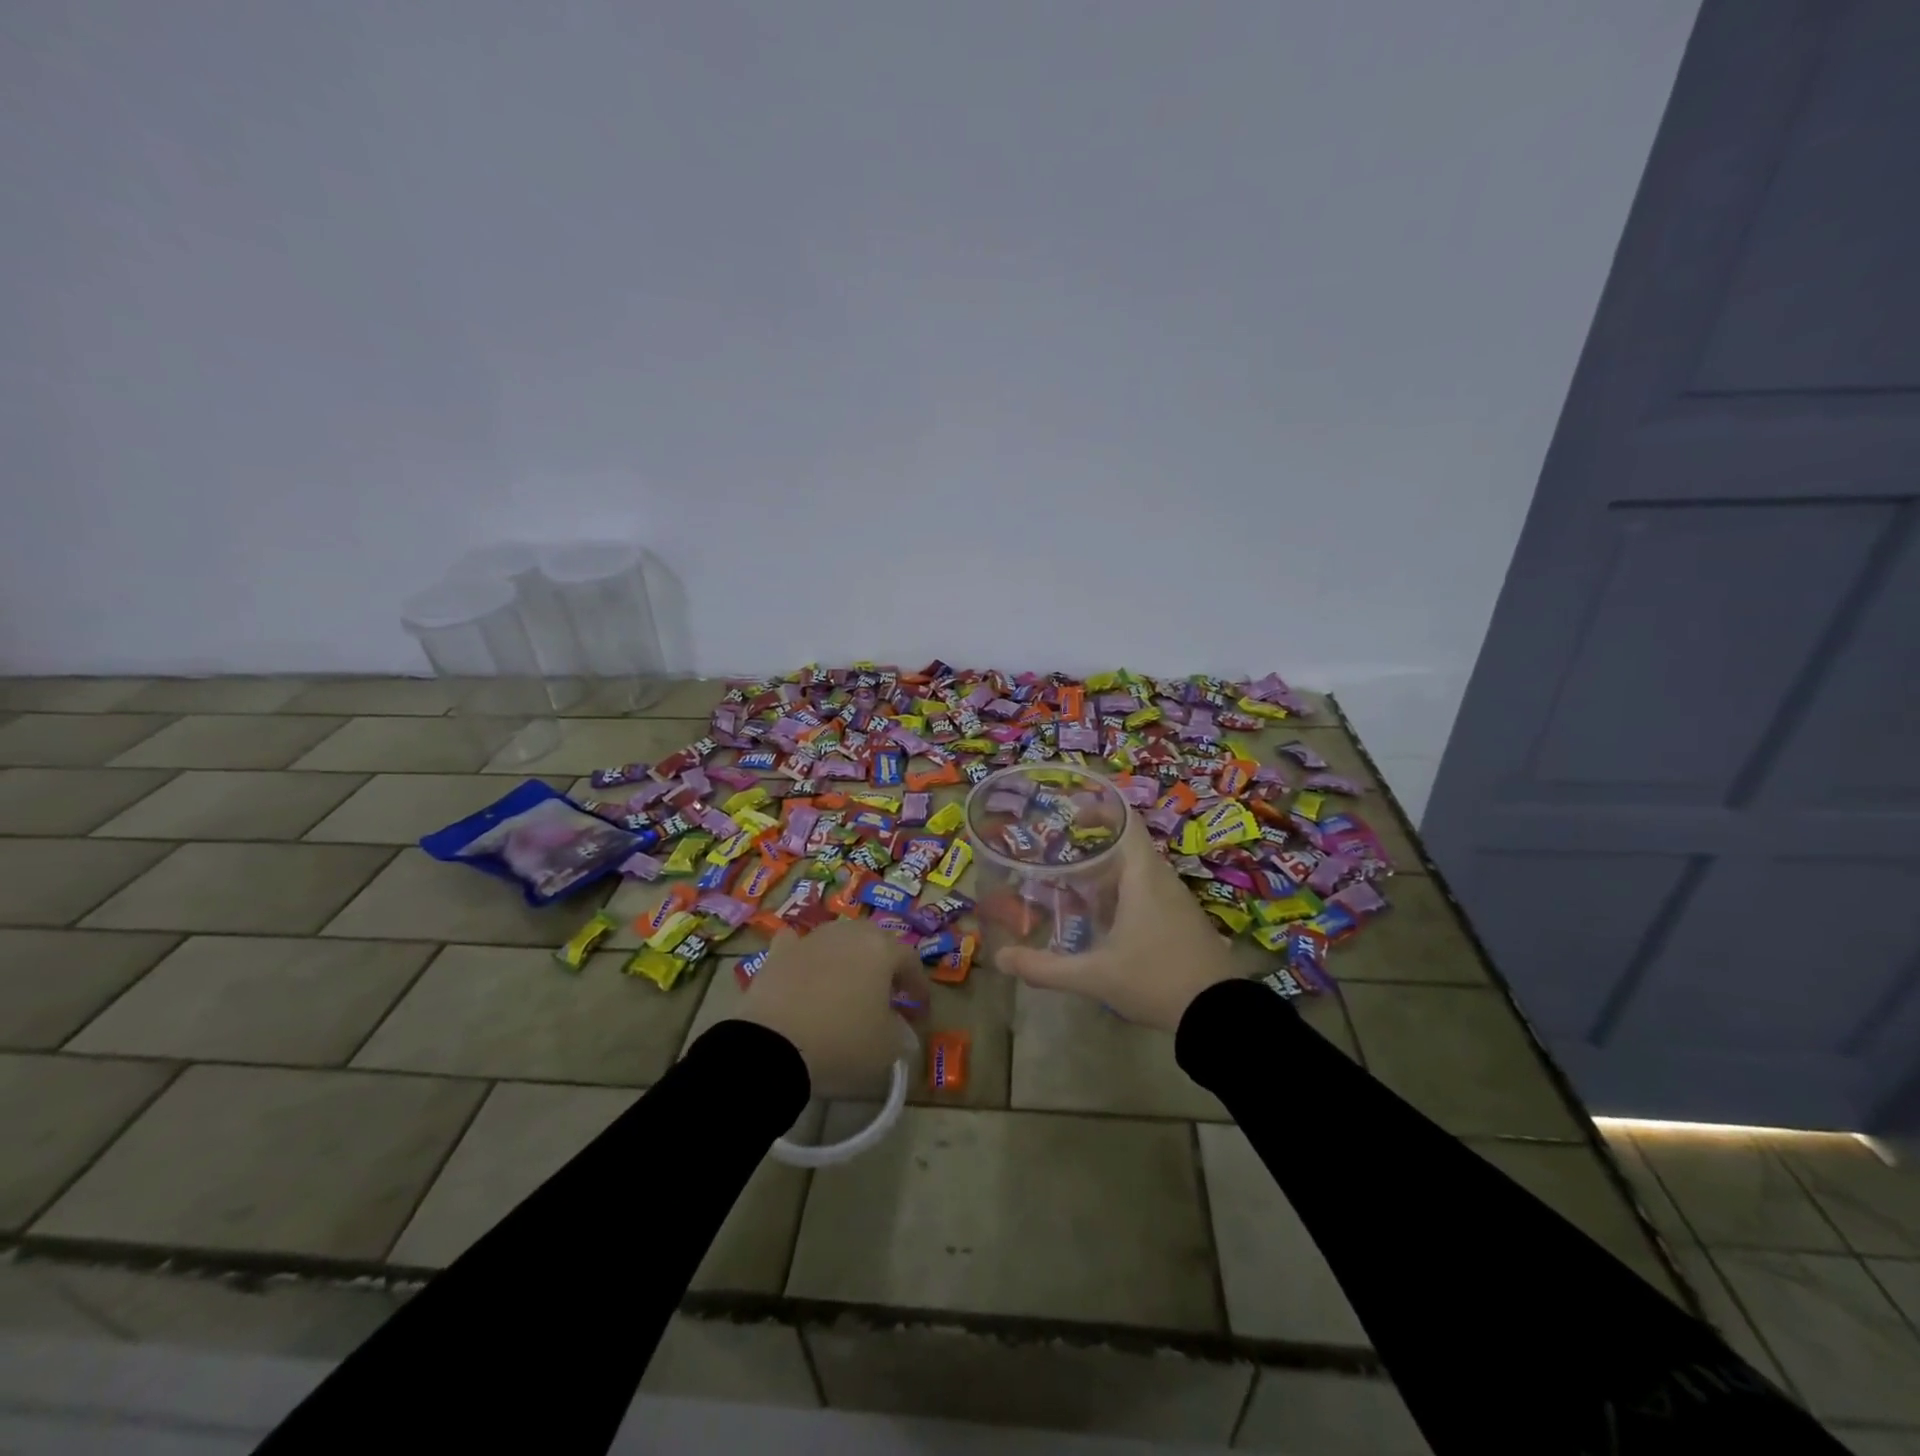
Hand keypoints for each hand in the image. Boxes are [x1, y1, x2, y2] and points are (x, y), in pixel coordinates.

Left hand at [733, 918, 931, 1091]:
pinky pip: (798, 945)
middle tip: (885, 992)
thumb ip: (901, 1035)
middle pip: (874, 940)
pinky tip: (804, 968)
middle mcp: (848, 934)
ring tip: (847, 985)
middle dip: (884, 963)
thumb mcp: (886, 1048)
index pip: (910, 959)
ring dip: (847, 957)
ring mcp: (811, 940)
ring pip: (838, 939)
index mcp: (881, 950)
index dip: (918, 983)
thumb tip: (904, 1032)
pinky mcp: (778, 953)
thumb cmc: (842, 1041)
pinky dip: (805, 955)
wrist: (773, 1045)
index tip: (919, 1008)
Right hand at [996, 812, 1238, 1030]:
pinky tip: (1102, 923)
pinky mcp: (1182, 921)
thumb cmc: (1156, 979)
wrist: (1220, 1015)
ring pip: (1136, 874)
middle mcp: (1162, 879)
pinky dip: (1121, 897)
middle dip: (1090, 851)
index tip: (1070, 813)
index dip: (1099, 809)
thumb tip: (1001, 959)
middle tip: (1055, 858)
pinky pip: (1147, 894)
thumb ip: (1046, 967)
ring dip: (1105, 877)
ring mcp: (1176, 901)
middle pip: (1125, 848)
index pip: (1126, 821)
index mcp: (1143, 875)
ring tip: (1071, 890)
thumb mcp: (1095, 975)